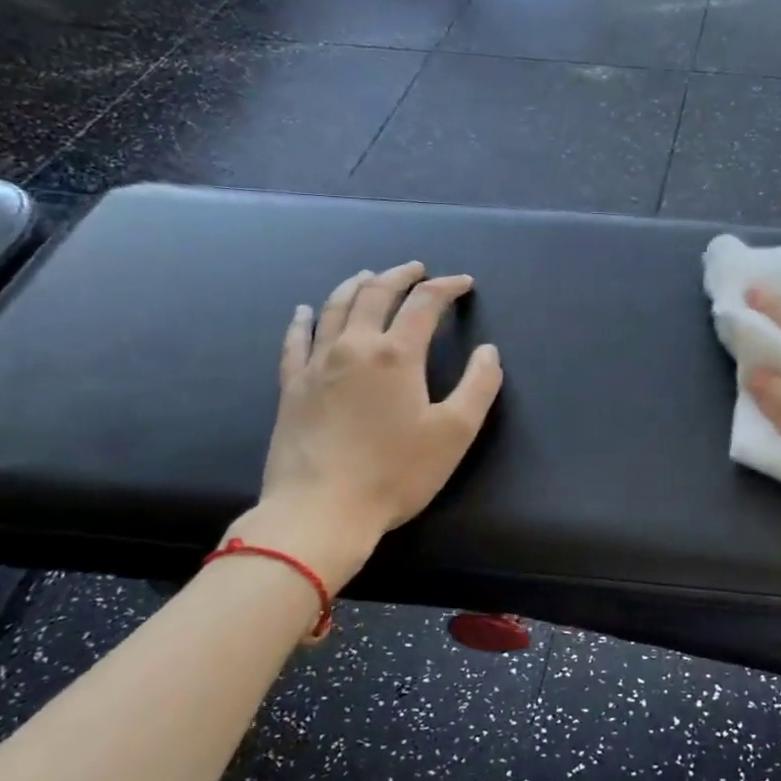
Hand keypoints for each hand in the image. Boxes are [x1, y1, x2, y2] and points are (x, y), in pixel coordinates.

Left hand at [230, 262, 502, 592]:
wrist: (320, 511)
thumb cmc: (395, 473)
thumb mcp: (454, 433)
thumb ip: (478, 386)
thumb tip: (488, 351)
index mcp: (396, 354)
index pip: (424, 304)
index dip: (446, 287)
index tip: (463, 283)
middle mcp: (354, 347)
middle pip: (375, 294)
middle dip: (400, 275)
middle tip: (417, 269)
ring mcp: (316, 365)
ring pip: (335, 308)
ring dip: (356, 285)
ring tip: (369, 276)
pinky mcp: (292, 387)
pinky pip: (296, 341)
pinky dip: (304, 320)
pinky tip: (306, 311)